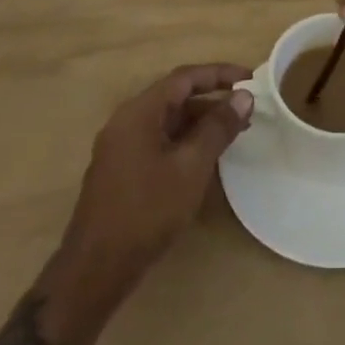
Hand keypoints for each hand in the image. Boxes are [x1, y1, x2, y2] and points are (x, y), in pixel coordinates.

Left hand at [58, 63, 252, 301]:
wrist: (95, 270)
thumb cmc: (146, 211)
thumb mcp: (191, 167)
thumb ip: (218, 128)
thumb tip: (244, 96)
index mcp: (140, 111)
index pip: (185, 78)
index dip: (219, 74)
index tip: (250, 78)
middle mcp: (127, 120)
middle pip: (175, 97)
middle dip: (212, 101)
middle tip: (246, 110)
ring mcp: (121, 147)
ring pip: (167, 122)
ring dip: (200, 123)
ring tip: (233, 134)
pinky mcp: (121, 171)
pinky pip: (158, 141)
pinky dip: (184, 142)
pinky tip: (204, 159)